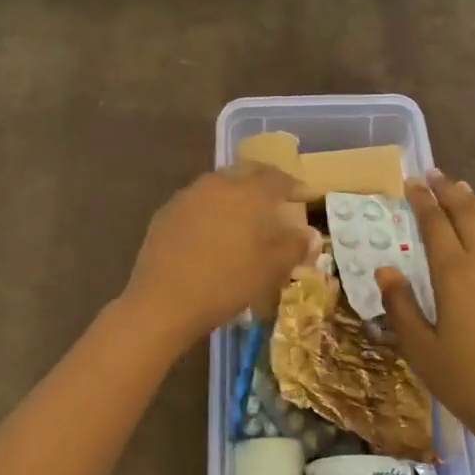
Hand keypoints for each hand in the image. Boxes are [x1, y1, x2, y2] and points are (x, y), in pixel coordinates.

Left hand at [121, 164, 318, 348]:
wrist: (163, 301)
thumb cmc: (227, 282)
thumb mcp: (271, 269)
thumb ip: (295, 247)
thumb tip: (311, 234)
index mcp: (248, 192)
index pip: (278, 178)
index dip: (295, 186)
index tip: (307, 195)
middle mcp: (218, 184)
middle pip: (247, 173)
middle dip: (265, 182)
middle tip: (278, 198)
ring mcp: (188, 195)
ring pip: (220, 185)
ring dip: (237, 194)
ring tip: (246, 214)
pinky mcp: (167, 212)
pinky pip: (198, 201)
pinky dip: (212, 209)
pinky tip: (213, 230)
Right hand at [377, 172, 474, 451]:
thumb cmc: (466, 380)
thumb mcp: (419, 348)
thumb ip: (400, 305)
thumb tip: (385, 269)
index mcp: (454, 273)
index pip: (435, 224)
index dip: (422, 200)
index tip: (412, 182)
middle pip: (467, 215)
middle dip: (449, 192)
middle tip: (435, 176)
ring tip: (463, 192)